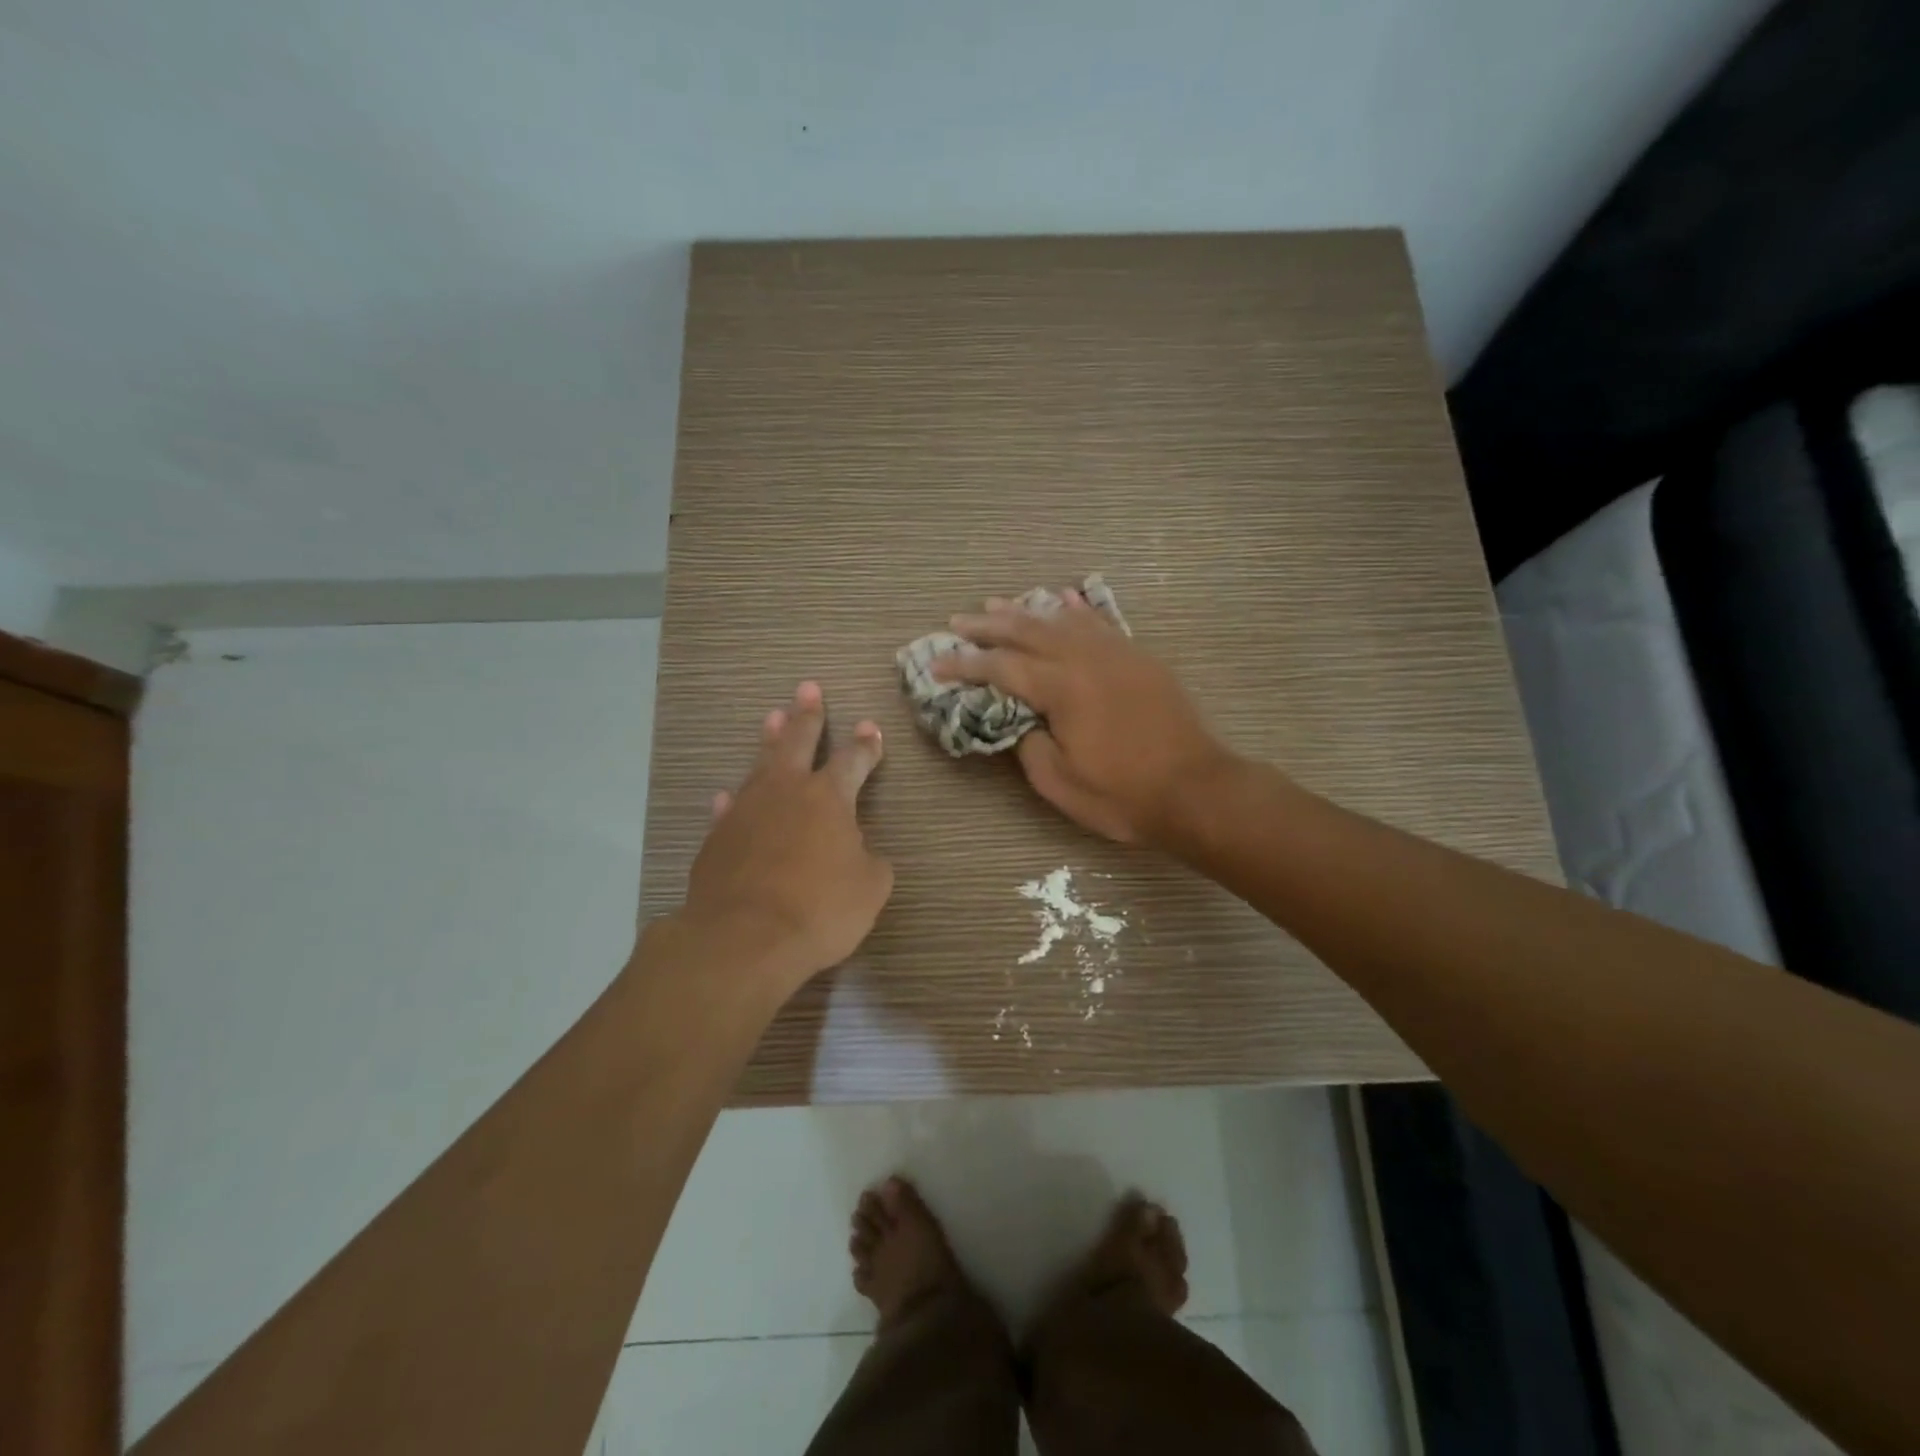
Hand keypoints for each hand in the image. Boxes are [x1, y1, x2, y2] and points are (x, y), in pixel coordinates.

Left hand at [670, 682, 892, 999]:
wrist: (745, 938)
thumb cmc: (820, 908)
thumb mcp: (869, 889)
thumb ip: (870, 863)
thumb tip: (861, 853)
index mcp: (829, 798)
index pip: (853, 761)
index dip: (866, 745)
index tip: (871, 726)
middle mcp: (786, 792)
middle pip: (798, 742)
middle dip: (807, 716)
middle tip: (808, 689)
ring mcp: (746, 811)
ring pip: (760, 765)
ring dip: (769, 741)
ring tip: (772, 718)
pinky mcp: (718, 838)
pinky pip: (730, 809)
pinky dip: (734, 800)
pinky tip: (729, 795)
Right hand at [933, 591, 1231, 844]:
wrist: (1196, 790)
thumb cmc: (1123, 794)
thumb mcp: (1059, 782)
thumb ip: (1027, 743)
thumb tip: (1019, 720)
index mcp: (1061, 687)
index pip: (1000, 667)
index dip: (964, 664)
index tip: (936, 663)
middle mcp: (1085, 658)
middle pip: (1027, 631)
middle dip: (987, 625)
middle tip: (957, 621)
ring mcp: (1116, 653)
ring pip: (1062, 619)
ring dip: (1026, 611)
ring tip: (997, 603)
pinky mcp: (1139, 658)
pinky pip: (1100, 622)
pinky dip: (1076, 609)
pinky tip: (1063, 599)